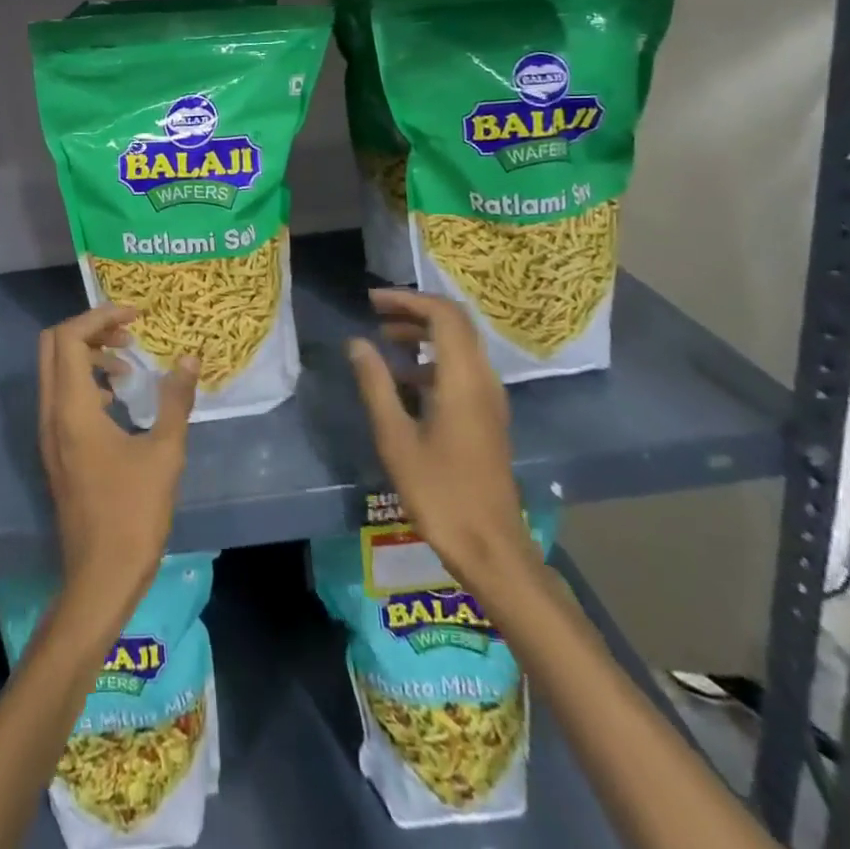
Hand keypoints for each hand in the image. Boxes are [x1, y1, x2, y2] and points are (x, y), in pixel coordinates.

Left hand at [38, 305, 197, 630]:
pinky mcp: (57, 451)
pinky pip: (62, 396)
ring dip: (88, 354)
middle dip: (90, 329)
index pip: (69, 337)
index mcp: (72, 409)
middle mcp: (51, 415)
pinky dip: (85, 381)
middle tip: (129, 331)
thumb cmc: (134, 514)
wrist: (100, 578)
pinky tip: (118, 399)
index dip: (100, 316)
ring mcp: (50, 435)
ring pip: (55, 371)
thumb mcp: (165, 453)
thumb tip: (190, 358)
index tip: (137, 315)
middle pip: (53, 347)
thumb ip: (176, 400)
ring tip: (129, 363)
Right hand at [347, 289, 541, 604]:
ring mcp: (490, 399)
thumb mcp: (396, 438)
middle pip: (455, 324)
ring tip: (384, 343)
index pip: (443, 314)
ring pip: (460, 346)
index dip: (407, 299)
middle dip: (415, 311)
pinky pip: (462, 369)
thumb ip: (376, 385)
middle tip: (376, 314)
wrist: (491, 548)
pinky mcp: (488, 417)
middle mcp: (483, 379)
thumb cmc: (440, 493)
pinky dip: (433, 360)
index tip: (372, 302)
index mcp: (463, 378)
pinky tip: (404, 382)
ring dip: (424, 335)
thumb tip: (357, 343)